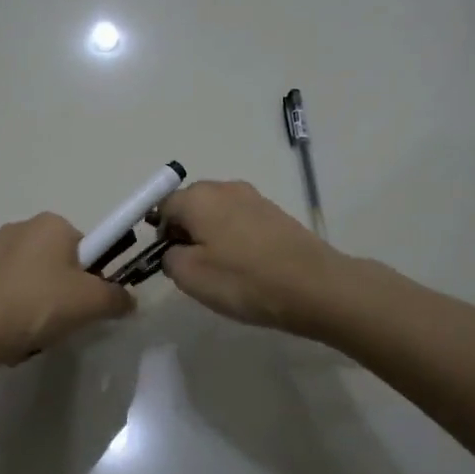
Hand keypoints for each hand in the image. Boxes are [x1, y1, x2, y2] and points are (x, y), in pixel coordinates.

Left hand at [0, 213, 133, 365]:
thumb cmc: (39, 303)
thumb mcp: (92, 302)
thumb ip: (118, 298)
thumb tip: (128, 300)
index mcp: (53, 223)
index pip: (91, 246)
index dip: (97, 275)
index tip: (91, 301)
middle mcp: (24, 227)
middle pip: (64, 263)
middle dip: (69, 292)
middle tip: (69, 319)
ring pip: (39, 281)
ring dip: (45, 305)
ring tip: (40, 331)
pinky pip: (14, 292)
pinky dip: (20, 311)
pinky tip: (18, 333)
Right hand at [156, 180, 346, 333]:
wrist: (314, 286)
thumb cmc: (244, 280)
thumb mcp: (190, 277)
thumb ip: (169, 258)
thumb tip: (174, 250)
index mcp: (198, 197)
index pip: (163, 206)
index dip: (160, 234)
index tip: (169, 261)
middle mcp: (224, 187)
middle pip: (191, 205)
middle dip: (185, 232)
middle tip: (193, 268)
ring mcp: (254, 198)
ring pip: (217, 213)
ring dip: (211, 236)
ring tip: (222, 270)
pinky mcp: (276, 213)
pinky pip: (241, 221)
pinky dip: (236, 239)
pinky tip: (246, 265)